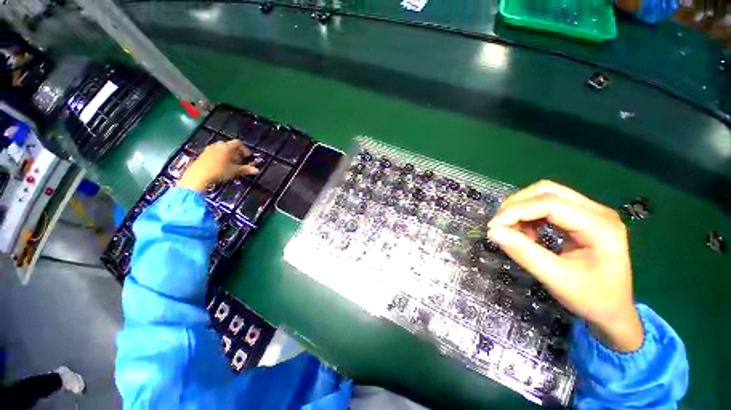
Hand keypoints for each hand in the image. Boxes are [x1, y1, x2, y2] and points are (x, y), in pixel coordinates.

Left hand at [178, 140, 258, 190]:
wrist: (198, 176)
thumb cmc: (219, 172)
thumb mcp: (234, 171)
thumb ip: (246, 169)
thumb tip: (257, 170)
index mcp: (226, 147)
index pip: (238, 143)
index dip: (244, 149)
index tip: (247, 157)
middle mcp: (217, 145)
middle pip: (229, 145)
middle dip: (236, 151)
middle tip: (239, 160)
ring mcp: (209, 149)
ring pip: (221, 148)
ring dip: (227, 153)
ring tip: (230, 163)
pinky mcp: (202, 154)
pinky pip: (214, 151)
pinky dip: (219, 155)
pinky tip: (220, 165)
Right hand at [487, 180, 642, 351]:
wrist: (614, 311)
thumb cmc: (592, 299)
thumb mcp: (556, 279)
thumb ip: (524, 253)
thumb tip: (493, 232)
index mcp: (600, 226)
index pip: (549, 203)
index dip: (516, 211)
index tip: (493, 227)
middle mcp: (597, 211)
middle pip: (547, 191)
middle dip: (517, 205)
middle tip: (500, 226)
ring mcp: (590, 212)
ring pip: (545, 195)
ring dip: (521, 209)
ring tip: (513, 232)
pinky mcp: (581, 217)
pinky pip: (547, 206)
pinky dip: (529, 216)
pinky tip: (526, 233)